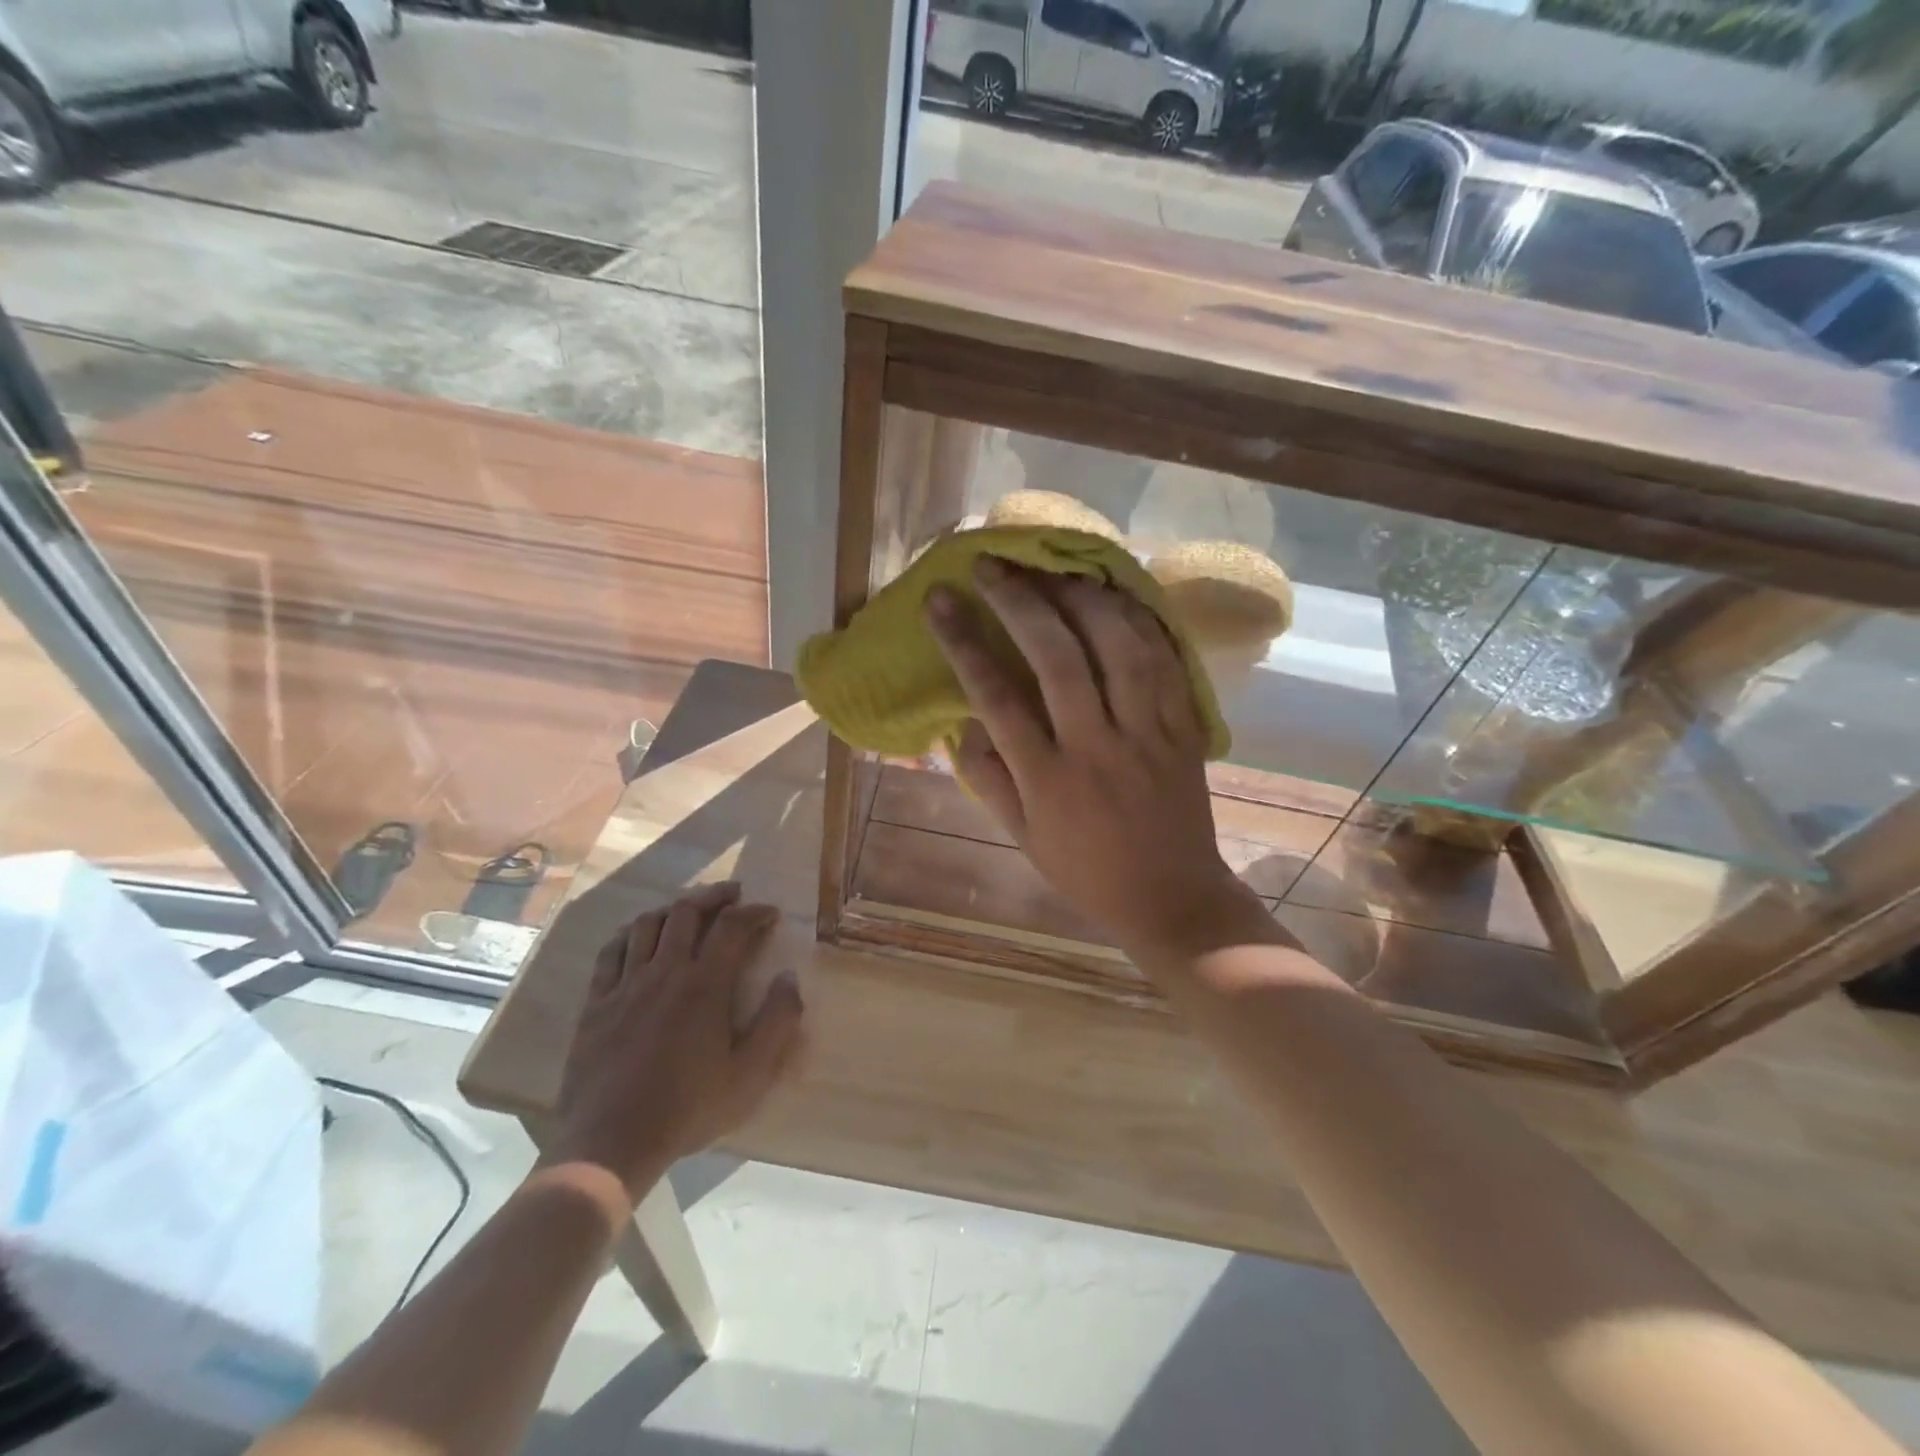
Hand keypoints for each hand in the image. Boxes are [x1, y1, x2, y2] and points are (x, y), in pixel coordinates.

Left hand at [547, 883, 802, 1204]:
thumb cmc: (688, 1109)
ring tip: (689, 911)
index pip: (733, 927)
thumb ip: (777, 1022)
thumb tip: (789, 979)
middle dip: (714, 897)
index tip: (770, 913)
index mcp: (705, 984)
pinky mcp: (596, 1002)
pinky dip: (630, 933)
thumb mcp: (750, 1075)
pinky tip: (638, 936)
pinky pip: (611, 951)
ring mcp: (625, 984)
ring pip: (648, 924)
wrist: (610, 1143)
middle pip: (687, 912)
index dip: (754, 912)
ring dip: (674, 909)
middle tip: (733, 896)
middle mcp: (665, 971)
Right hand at [926, 558, 1267, 962]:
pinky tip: (1114, 594)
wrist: (1172, 897)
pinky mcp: (1185, 727)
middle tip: (992, 564)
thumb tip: (961, 720)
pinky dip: (1139, 620)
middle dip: (1020, 602)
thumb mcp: (1022, 837)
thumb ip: (989, 777)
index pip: (997, 698)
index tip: (940, 600)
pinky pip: (1165, 661)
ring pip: (1119, 648)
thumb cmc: (1086, 871)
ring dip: (1082, 598)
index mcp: (1049, 780)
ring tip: (1052, 568)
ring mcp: (1149, 734)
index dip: (965, 642)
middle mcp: (1097, 748)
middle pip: (1058, 659)